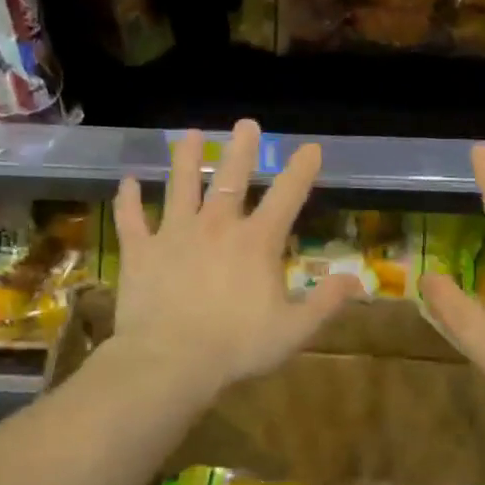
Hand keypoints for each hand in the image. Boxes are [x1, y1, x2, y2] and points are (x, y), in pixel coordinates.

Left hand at [108, 120, 362, 395]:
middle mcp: (216, 226)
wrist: (171, 360)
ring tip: (188, 135)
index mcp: (256, 242)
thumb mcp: (294, 330)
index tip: (310, 148)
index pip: (286, 197)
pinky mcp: (140, 251)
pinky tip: (127, 183)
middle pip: (231, 178)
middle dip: (241, 149)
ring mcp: (174, 234)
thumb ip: (326, 302)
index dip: (301, 171)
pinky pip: (132, 218)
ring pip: (180, 186)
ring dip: (184, 159)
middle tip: (245, 124)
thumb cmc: (237, 347)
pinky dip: (128, 200)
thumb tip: (357, 281)